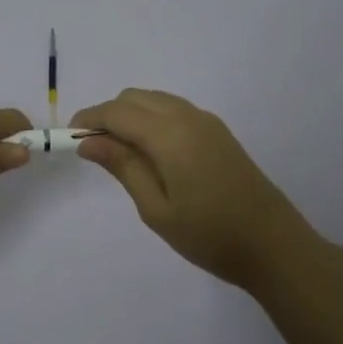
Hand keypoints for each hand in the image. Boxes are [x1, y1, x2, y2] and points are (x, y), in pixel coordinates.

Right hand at [71, 89, 317, 291]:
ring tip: (119, 154)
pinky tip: (150, 153)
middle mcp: (188, 117)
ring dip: (130, 116)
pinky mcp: (219, 132)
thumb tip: (88, 142)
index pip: (117, 112)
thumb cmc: (209, 235)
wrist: (273, 246)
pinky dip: (152, 119)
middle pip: (135, 98)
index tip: (69, 138)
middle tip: (93, 151)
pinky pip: (174, 110)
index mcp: (170, 134)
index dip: (89, 119)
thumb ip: (123, 167)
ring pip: (155, 100)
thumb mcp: (156, 208)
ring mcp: (207, 122)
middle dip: (108, 115)